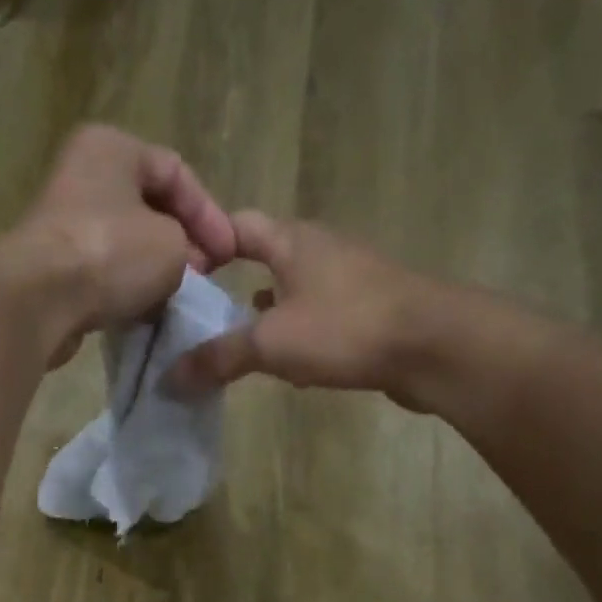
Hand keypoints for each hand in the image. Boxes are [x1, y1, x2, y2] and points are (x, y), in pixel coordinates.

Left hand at [0, 125, 238, 365]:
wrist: (39, 300)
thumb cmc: (111, 254)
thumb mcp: (171, 244)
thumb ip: (187, 247)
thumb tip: (177, 264)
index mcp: (112, 147)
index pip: (176, 172)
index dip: (210, 215)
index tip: (229, 256)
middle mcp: (82, 174)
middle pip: (148, 207)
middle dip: (182, 242)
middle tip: (205, 275)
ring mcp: (63, 222)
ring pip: (125, 242)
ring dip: (154, 270)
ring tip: (178, 296)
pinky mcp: (52, 265)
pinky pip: (102, 272)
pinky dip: (125, 289)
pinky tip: (144, 311)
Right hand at [170, 213, 439, 400]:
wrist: (432, 345)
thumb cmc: (345, 328)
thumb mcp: (271, 343)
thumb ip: (219, 357)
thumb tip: (170, 376)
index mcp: (292, 241)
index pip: (238, 226)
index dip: (206, 242)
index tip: (179, 272)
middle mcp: (320, 250)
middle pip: (267, 257)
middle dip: (234, 284)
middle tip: (202, 316)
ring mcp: (349, 278)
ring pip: (294, 290)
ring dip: (267, 313)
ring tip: (239, 343)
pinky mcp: (368, 309)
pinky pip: (320, 316)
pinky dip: (297, 333)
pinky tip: (290, 364)